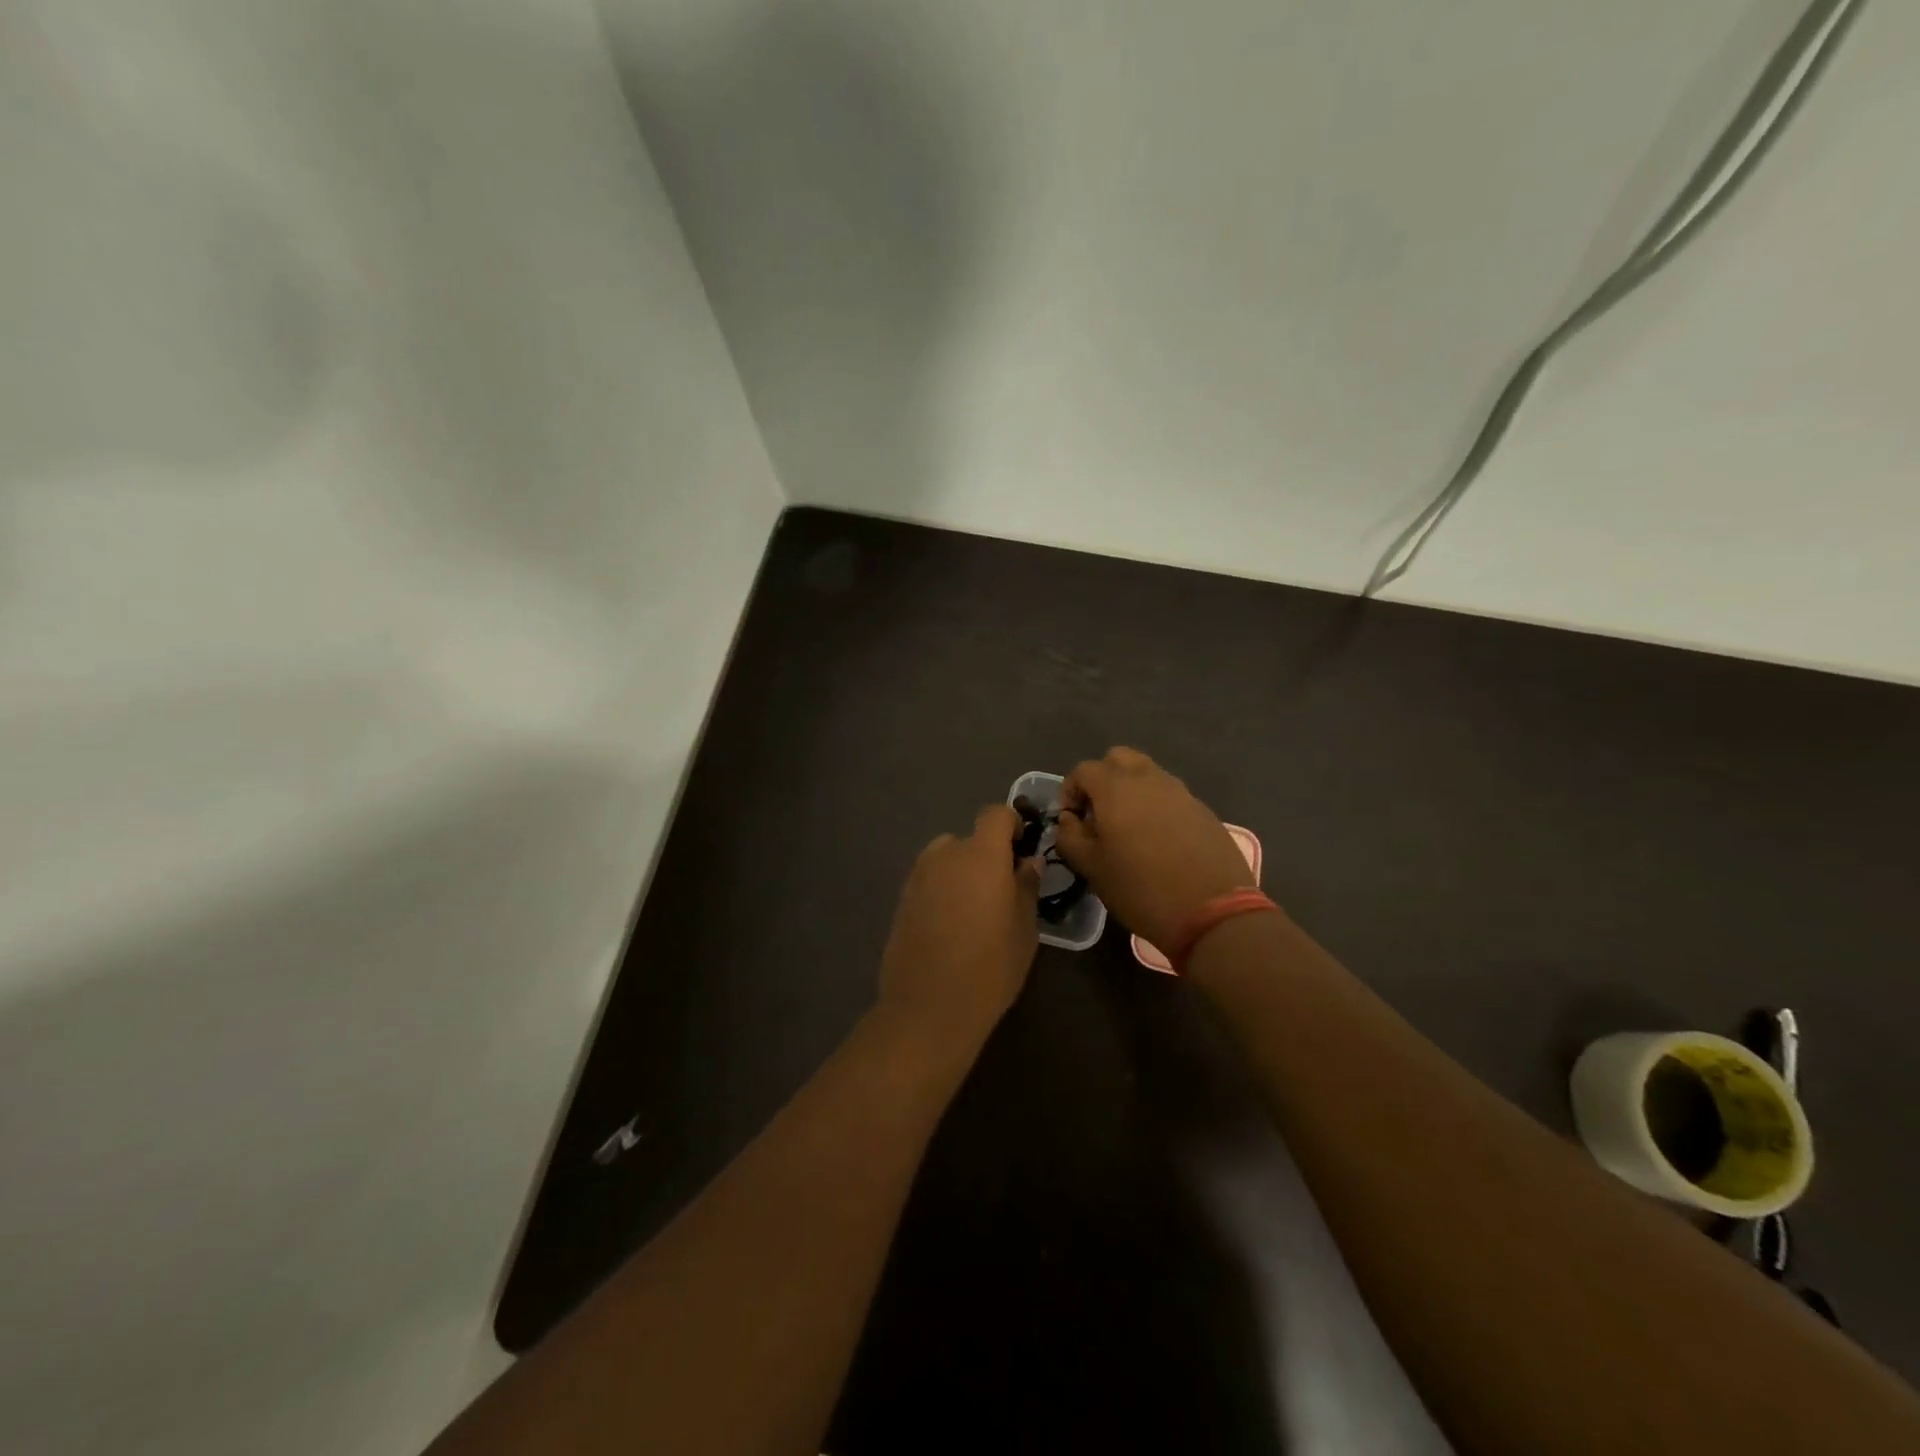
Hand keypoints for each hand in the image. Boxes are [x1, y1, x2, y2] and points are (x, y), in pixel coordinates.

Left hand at [878, 804, 1040, 1043]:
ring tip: (974, 911)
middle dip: (986, 856)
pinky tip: (950, 926)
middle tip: (1000, 891)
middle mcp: (945, 855)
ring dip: (962, 872)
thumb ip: (1026, 886)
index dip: (1010, 825)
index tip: (1021, 849)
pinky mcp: (901, 899)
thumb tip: (1028, 862)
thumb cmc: (990, 966)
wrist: (929, 1007)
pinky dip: (942, 890)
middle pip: (969, 838)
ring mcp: (918, 876)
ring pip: (946, 859)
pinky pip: (929, 880)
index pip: (995, 814)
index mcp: (980, 855)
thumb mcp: (1024, 928)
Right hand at [1053, 747, 1254, 948]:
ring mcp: (1180, 792)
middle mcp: (1148, 779)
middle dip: (1102, 779)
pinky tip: (1159, 842)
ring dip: (1131, 791)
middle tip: (1099, 814)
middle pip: (1118, 759)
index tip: (1071, 821)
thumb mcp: (1091, 868)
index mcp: (1115, 787)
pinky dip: (1157, 807)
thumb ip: (1069, 836)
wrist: (1213, 912)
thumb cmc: (1141, 888)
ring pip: (1147, 774)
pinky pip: (1171, 796)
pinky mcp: (1203, 810)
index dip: (1070, 792)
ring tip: (1128, 829)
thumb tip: (1069, 820)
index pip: (1083, 770)